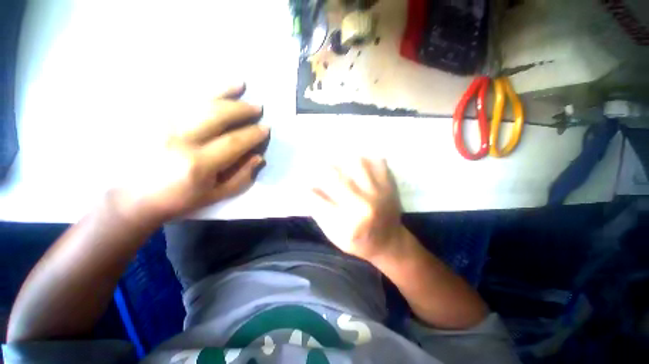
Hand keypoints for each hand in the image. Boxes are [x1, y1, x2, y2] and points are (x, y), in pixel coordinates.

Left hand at [114, 83, 268, 222]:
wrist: (131, 197)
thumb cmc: (178, 199)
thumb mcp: (215, 195)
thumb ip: (241, 177)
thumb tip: (259, 157)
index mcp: (198, 164)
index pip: (234, 141)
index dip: (253, 133)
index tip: (266, 128)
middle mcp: (179, 140)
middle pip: (217, 115)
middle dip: (241, 109)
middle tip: (257, 107)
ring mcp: (161, 124)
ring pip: (197, 100)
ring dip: (223, 91)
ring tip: (240, 84)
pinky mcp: (149, 117)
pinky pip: (178, 97)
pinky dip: (198, 89)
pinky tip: (211, 85)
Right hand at [311, 158, 404, 261]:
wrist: (389, 243)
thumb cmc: (359, 241)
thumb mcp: (335, 235)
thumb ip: (320, 213)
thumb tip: (309, 189)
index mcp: (347, 223)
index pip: (317, 199)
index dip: (308, 190)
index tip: (305, 185)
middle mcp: (363, 206)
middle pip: (336, 178)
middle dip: (322, 169)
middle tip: (319, 167)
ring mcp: (380, 193)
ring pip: (357, 163)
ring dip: (344, 160)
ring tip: (340, 163)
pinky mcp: (390, 186)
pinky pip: (378, 162)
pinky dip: (366, 159)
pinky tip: (359, 163)